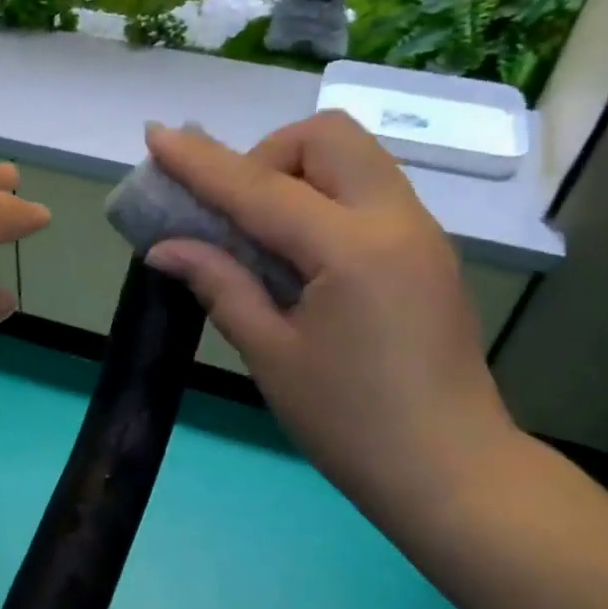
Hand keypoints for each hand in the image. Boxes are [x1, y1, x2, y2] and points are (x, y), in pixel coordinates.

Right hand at [143, 114, 518, 525]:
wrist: (452, 473)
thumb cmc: (351, 425)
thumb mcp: (272, 356)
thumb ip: (220, 286)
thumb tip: (166, 248)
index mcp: (352, 249)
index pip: (260, 187)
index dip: (201, 162)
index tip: (156, 135)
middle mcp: (396, 220)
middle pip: (326, 137)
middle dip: (266, 155)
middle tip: (234, 214)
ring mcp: (420, 233)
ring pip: (354, 158)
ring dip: (297, 173)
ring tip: (262, 234)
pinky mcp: (427, 252)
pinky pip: (370, 193)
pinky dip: (325, 199)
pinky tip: (301, 255)